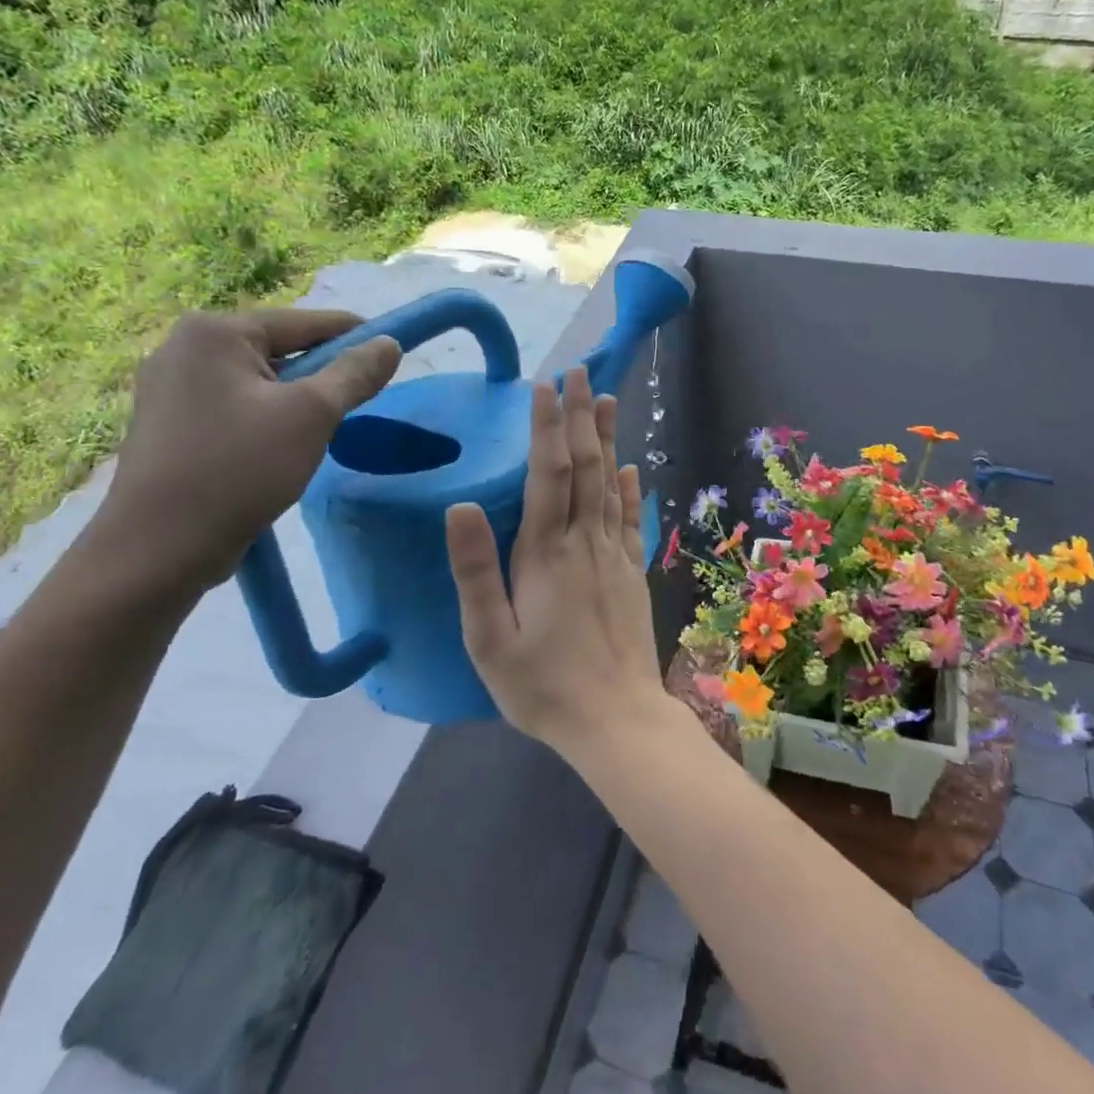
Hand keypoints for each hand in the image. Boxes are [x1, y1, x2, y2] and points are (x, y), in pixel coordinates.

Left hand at [95, 308, 400, 594]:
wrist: (159, 548)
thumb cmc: (240, 469)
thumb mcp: (312, 415)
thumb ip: (354, 373)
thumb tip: (389, 343)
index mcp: (214, 332)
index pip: (303, 322)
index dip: (353, 336)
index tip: (390, 353)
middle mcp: (183, 347)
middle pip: (278, 349)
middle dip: (320, 374)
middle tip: (356, 402)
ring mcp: (167, 387)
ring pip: (256, 381)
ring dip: (293, 399)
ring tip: (319, 430)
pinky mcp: (166, 423)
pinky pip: (232, 405)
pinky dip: (263, 417)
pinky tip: (278, 447)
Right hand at [445, 367, 670, 755]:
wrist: (617, 722)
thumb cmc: (542, 686)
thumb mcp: (489, 638)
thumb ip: (475, 571)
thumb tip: (460, 505)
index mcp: (546, 553)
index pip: (549, 474)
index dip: (547, 427)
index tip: (547, 386)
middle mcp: (584, 543)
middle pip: (586, 466)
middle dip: (580, 416)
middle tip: (580, 371)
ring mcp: (614, 557)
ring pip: (612, 484)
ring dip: (608, 438)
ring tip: (607, 398)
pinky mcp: (631, 575)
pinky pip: (632, 520)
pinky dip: (631, 489)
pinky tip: (632, 468)